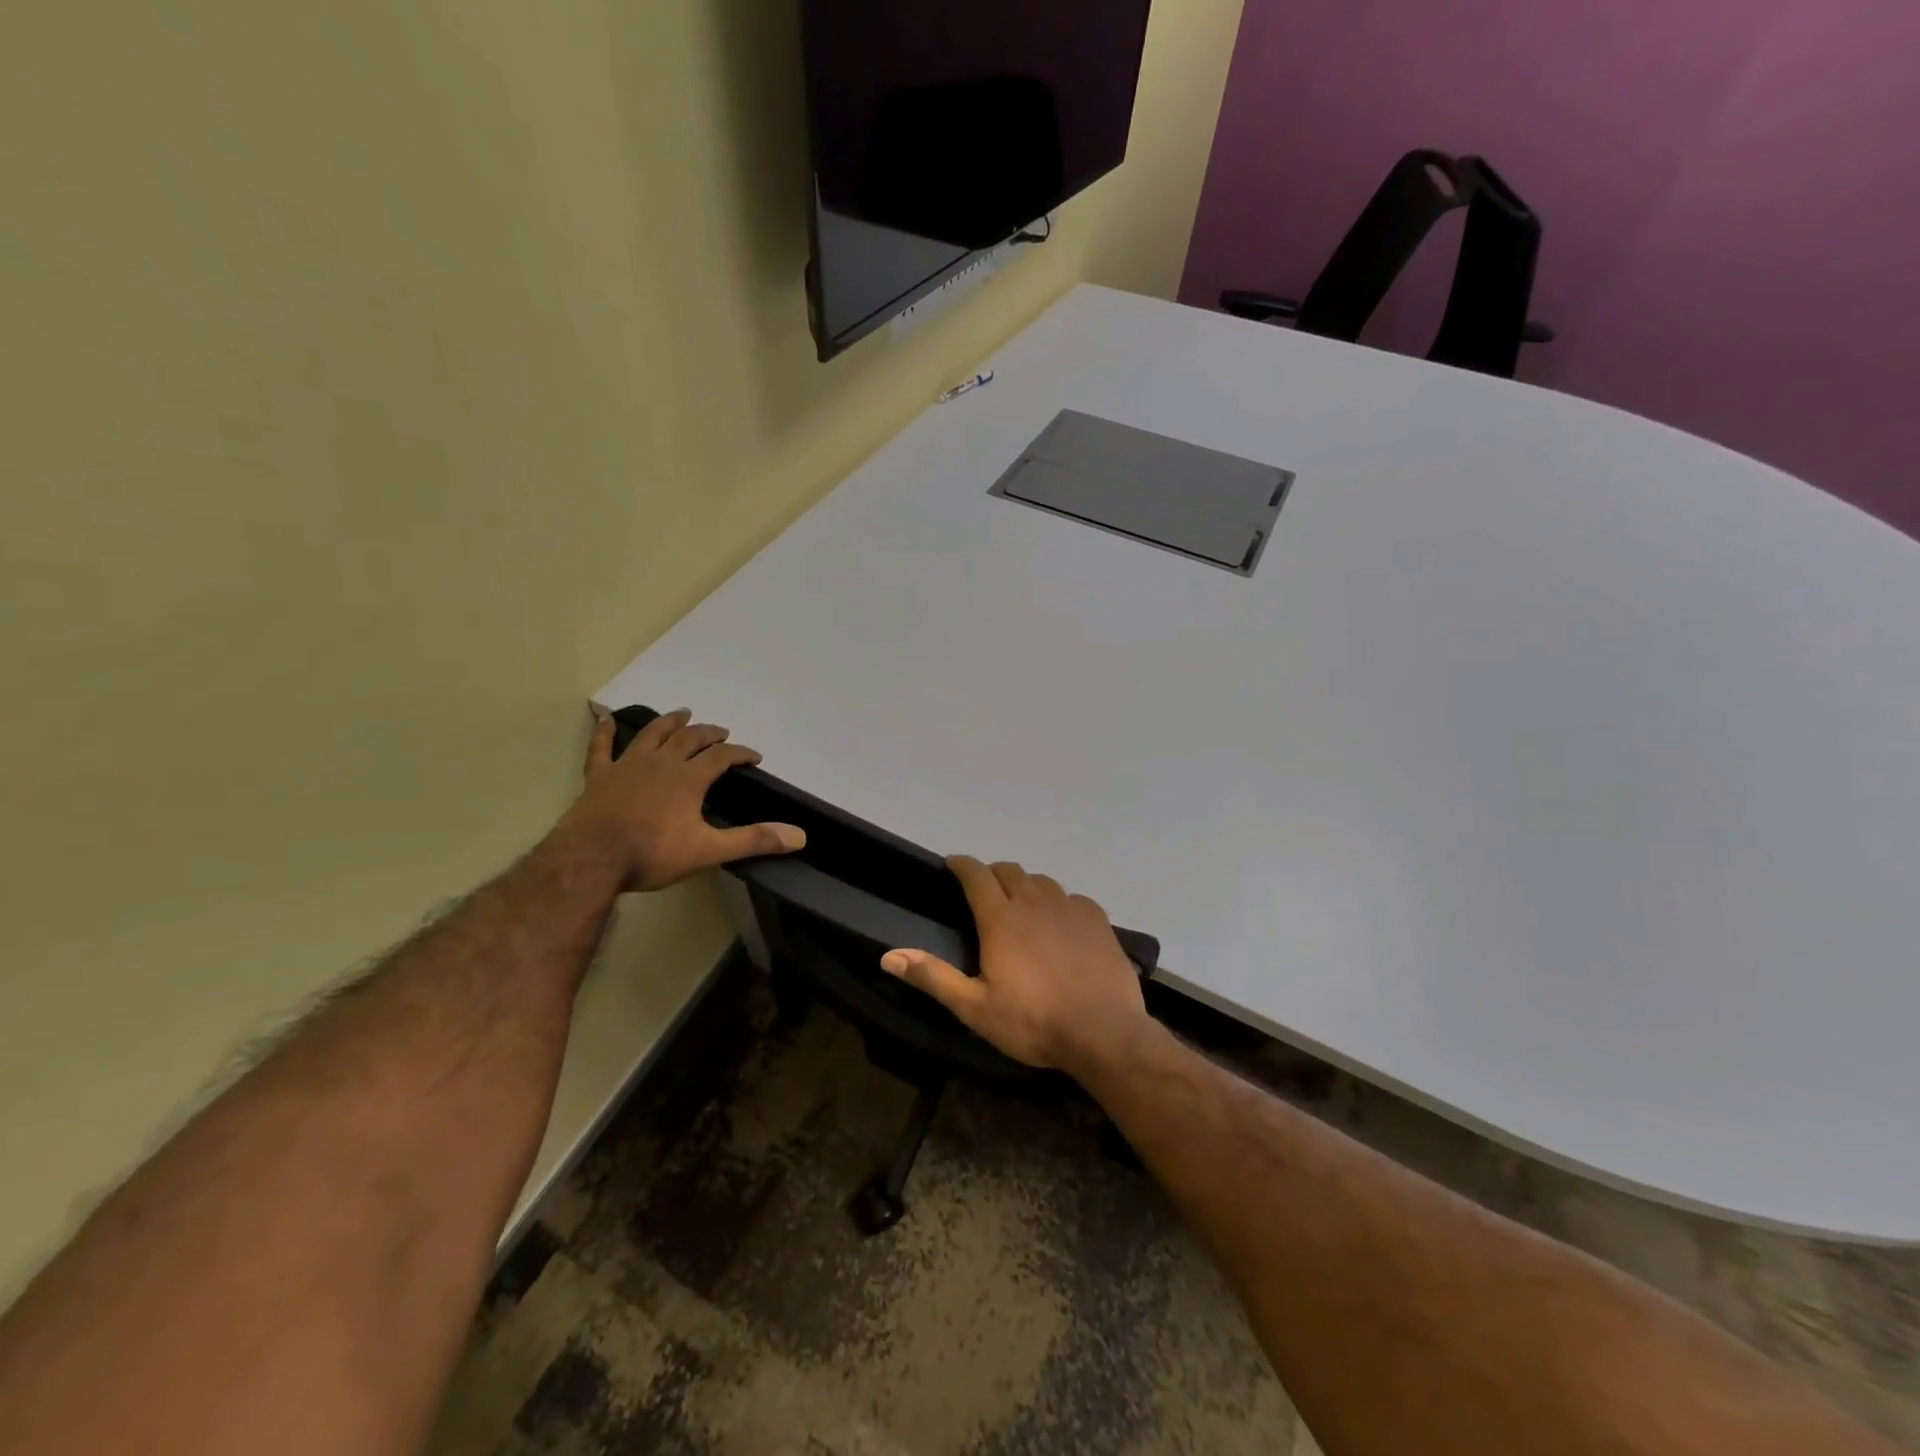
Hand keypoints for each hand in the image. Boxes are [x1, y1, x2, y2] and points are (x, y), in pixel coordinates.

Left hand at [559, 710, 805, 890]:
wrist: (591, 860)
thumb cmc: (652, 854)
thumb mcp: (709, 851)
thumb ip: (753, 840)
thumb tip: (799, 836)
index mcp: (689, 778)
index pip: (722, 756)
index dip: (740, 753)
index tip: (754, 756)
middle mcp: (661, 763)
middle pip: (689, 738)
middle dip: (708, 732)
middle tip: (720, 731)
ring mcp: (627, 766)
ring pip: (652, 735)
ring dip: (669, 722)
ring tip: (682, 713)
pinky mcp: (598, 777)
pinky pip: (601, 748)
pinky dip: (605, 733)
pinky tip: (606, 720)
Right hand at [881, 856, 1148, 1072]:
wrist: (1103, 1032)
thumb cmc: (1032, 1022)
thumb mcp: (974, 1007)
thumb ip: (933, 977)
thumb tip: (888, 956)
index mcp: (1001, 918)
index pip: (975, 874)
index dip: (961, 864)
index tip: (952, 864)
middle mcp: (1034, 901)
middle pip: (1009, 870)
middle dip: (992, 874)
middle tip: (984, 892)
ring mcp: (1069, 907)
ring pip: (1041, 881)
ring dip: (1025, 886)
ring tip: (1022, 907)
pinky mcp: (1097, 919)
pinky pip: (1071, 898)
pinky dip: (1058, 903)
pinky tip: (1060, 925)